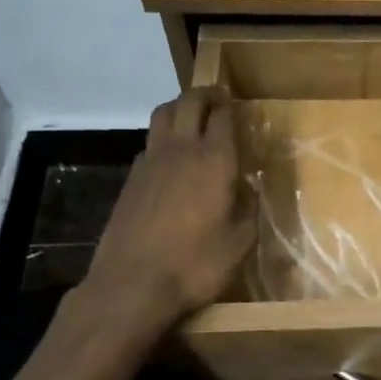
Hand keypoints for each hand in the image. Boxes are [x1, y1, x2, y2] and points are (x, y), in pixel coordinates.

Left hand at [82, 86, 254, 333]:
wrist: (132, 285)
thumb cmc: (196, 265)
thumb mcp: (240, 242)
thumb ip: (248, 208)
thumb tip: (249, 187)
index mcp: (214, 161)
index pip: (223, 117)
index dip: (231, 106)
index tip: (238, 102)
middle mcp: (180, 151)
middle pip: (189, 103)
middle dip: (205, 94)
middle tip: (219, 96)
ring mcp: (150, 162)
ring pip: (162, 115)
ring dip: (179, 107)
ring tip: (192, 115)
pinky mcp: (130, 179)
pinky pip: (149, 142)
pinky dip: (163, 136)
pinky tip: (170, 156)